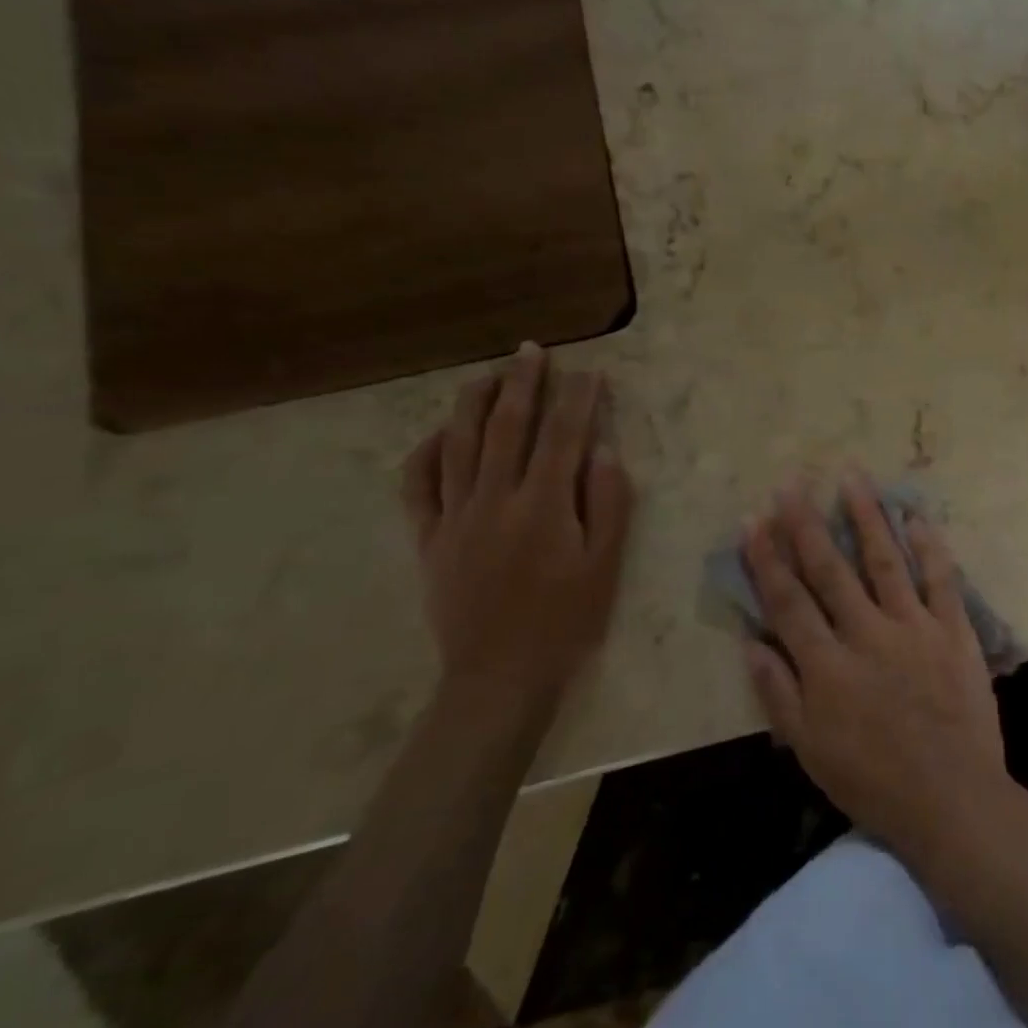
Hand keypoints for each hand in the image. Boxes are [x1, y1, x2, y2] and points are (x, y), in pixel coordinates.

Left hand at [401, 344, 634, 715]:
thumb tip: (602, 451)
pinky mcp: (429, 539)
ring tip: (486, 374)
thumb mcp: (606, 565)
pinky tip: (440, 433)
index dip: (579, 400)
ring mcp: (456, 518)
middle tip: (531, 351)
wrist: (499, 676)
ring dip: (472, 403)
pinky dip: (426, 453)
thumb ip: (608, 503)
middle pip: (508, 427)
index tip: (589, 372)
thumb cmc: (566, 620)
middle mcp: (496, 500)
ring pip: (459, 445)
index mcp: (544, 506)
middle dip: (522, 384)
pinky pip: (418, 486)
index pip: (564, 436)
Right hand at [742, 473, 1011, 863]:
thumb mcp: (810, 750)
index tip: (753, 520)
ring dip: (866, 516)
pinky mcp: (952, 629)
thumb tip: (751, 641)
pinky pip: (940, 579)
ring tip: (852, 477)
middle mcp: (865, 634)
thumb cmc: (873, 781)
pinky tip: (917, 515)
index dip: (766, 559)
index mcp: (826, 666)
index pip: (788, 600)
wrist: (952, 799)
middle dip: (806, 523)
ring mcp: (912, 627)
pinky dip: (930, 546)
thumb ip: (778, 694)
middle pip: (829, 569)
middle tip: (792, 483)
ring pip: (884, 560)